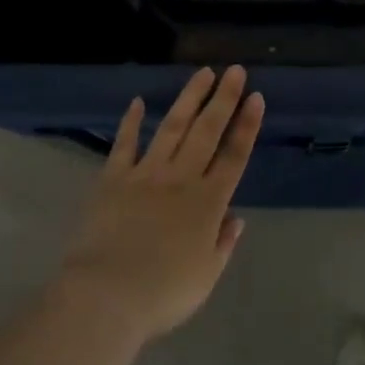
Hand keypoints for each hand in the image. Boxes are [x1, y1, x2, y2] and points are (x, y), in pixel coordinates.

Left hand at [56, 66, 262, 344]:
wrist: (107, 295)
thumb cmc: (163, 293)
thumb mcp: (206, 277)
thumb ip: (222, 244)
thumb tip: (235, 218)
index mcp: (208, 203)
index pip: (234, 156)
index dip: (247, 126)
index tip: (256, 97)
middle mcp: (181, 179)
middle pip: (207, 131)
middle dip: (223, 99)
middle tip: (235, 70)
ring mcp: (146, 174)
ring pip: (172, 127)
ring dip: (189, 99)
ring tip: (202, 73)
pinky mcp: (114, 178)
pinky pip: (124, 144)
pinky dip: (131, 122)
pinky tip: (137, 102)